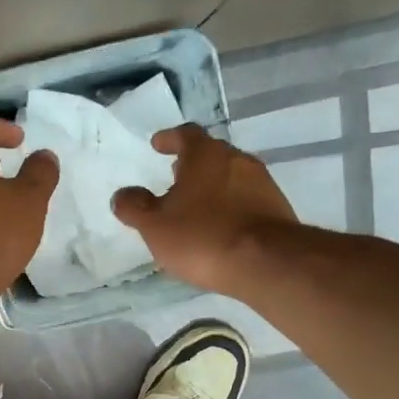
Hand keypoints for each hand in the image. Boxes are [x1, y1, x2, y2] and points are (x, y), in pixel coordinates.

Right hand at [113, 123, 297, 293]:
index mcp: (205, 155)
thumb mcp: (155, 226)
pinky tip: (221, 226)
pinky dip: (230, 205)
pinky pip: (246, 199)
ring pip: (231, 176)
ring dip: (212, 185)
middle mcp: (237, 160)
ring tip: (196, 204)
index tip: (158, 145)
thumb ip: (135, 207)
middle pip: (211, 154)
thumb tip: (122, 195)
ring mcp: (262, 183)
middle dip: (192, 163)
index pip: (186, 134)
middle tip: (175, 174)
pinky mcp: (277, 209)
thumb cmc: (202, 237)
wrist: (266, 263)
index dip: (170, 138)